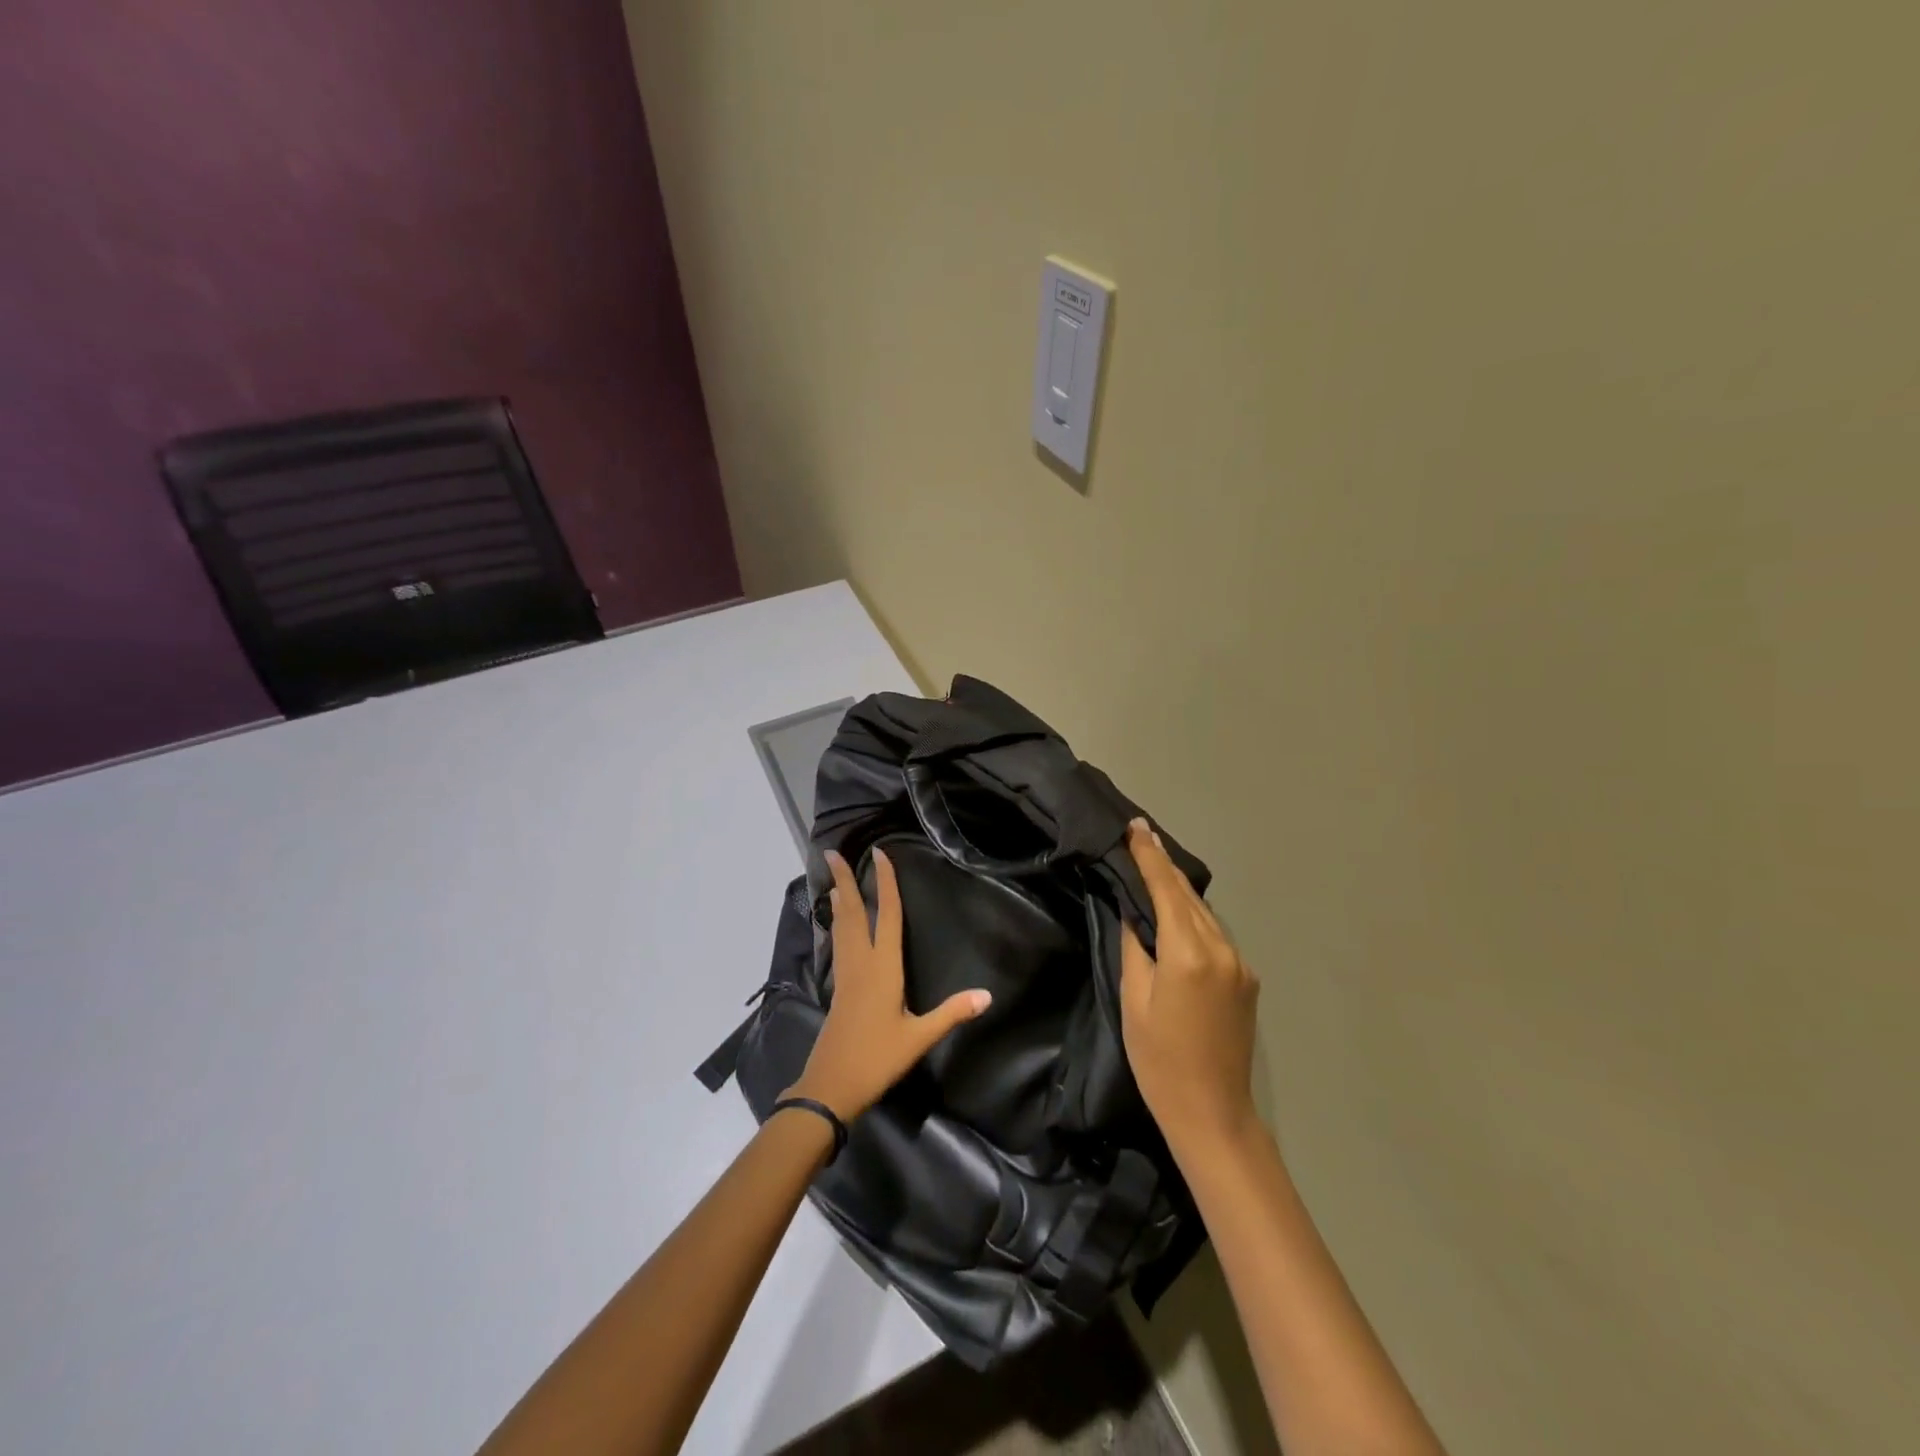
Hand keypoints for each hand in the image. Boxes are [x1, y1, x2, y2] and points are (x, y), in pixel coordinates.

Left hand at [786, 847, 991, 1121]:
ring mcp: (845, 974)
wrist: (830, 1086)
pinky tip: (836, 923)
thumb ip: (952, 1013)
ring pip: (841, 926)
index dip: (885, 883)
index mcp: (882, 967)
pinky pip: (838, 942)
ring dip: (839, 898)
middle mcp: (860, 962)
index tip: (879, 853)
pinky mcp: (838, 987)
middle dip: (844, 880)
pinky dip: (837, 922)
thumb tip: (987, 995)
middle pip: (853, 912)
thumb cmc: (876, 1058)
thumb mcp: (919, 1037)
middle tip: (831, 852)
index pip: (887, 915)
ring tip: (834, 878)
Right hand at [1120, 820, 1261, 1157]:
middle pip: (1188, 896)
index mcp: (1189, 953)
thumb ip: (1136, 947)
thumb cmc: (1159, 1060)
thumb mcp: (1134, 1000)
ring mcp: (1240, 964)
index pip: (1166, 890)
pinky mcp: (1247, 979)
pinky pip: (1215, 935)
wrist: (1213, 1112)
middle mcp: (1222, 949)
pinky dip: (1193, 917)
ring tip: (1153, 867)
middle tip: (1141, 835)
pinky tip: (1176, 912)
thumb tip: (1133, 912)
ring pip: (1204, 914)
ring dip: (1178, 890)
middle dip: (1163, 865)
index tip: (1136, 826)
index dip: (1149, 856)